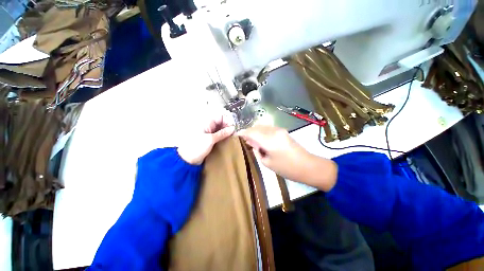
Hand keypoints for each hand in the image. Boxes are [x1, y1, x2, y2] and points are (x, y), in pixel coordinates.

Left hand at [177, 110, 235, 164]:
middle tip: (234, 134)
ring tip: (232, 138)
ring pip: (221, 129)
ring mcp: (210, 132)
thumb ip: (222, 133)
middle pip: (222, 122)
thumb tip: (233, 128)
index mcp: (207, 122)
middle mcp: (209, 126)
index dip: (228, 121)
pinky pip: (219, 135)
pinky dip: (224, 137)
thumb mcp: (211, 139)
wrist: (188, 159)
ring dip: (227, 132)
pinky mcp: (210, 139)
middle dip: (229, 127)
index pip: (221, 117)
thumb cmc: (197, 147)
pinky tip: (228, 140)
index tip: (233, 129)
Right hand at [238, 125, 336, 190]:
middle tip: (244, 140)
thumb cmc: (286, 168)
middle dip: (248, 132)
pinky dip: (261, 131)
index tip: (236, 135)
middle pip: (256, 127)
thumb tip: (252, 144)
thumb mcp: (267, 163)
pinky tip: (260, 138)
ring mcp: (279, 130)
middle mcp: (273, 131)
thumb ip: (257, 151)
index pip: (251, 132)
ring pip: (262, 126)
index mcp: (269, 140)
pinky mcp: (283, 131)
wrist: (307, 166)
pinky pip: (268, 128)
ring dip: (255, 131)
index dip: (242, 133)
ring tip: (251, 140)